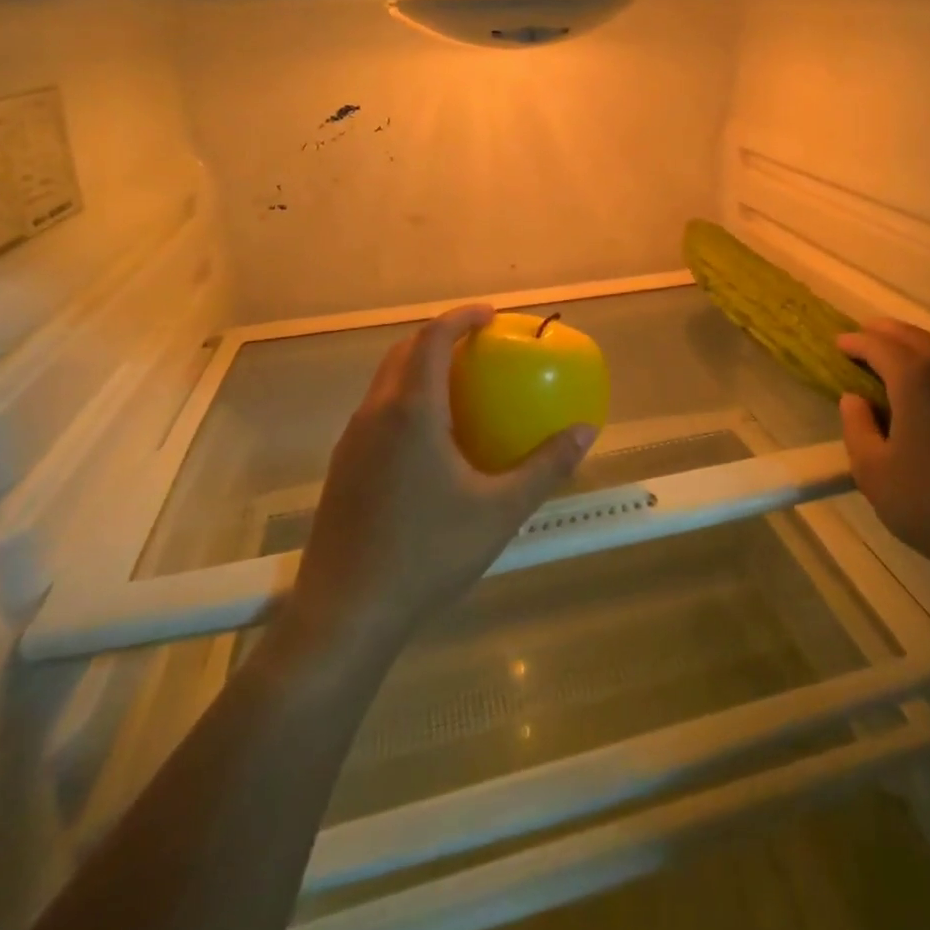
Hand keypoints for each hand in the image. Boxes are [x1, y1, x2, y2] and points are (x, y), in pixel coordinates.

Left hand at [277, 304, 595, 656]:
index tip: (491, 315)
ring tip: (459, 383)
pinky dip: (407, 398)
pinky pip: (378, 410)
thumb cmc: (427, 554)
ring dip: (420, 366)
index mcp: (412, 412)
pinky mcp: (343, 468)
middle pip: (404, 351)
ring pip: (386, 381)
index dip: (461, 317)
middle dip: (439, 336)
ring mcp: (353, 442)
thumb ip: (546, 466)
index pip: (432, 338)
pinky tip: (432, 438)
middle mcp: (375, 415)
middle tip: (478, 344)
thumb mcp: (500, 511)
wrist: (345, 614)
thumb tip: (586, 431)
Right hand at [836, 319, 929, 604]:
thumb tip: (855, 398)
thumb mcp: (873, 472)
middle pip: (916, 338)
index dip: (856, 342)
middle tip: (868, 334)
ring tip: (902, 362)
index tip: (840, 343)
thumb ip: (856, 427)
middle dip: (888, 332)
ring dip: (920, 351)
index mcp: (916, 379)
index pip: (879, 345)